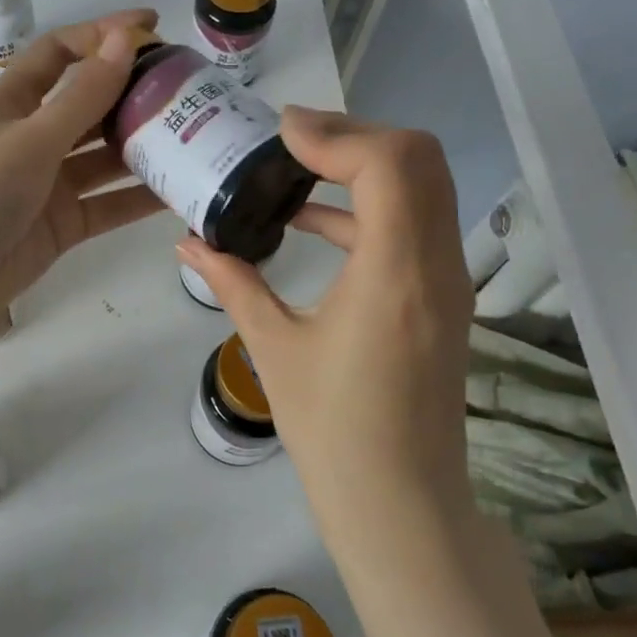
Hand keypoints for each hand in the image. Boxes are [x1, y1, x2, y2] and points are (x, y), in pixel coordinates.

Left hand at [0, 10, 165, 340]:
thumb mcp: (28, 141)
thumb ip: (81, 96)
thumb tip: (124, 38)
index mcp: (12, 104)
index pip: (60, 54)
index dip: (101, 35)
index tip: (152, 26)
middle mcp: (32, 138)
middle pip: (89, 104)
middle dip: (133, 93)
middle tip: (188, 88)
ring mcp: (48, 184)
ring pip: (105, 156)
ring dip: (143, 145)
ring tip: (197, 134)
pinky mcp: (62, 225)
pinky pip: (109, 204)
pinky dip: (140, 198)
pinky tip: (180, 189)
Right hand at [178, 108, 474, 518]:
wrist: (399, 503)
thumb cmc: (331, 430)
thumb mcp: (273, 348)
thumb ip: (232, 282)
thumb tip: (188, 242)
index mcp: (394, 274)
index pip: (389, 164)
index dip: (336, 133)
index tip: (281, 133)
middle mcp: (436, 264)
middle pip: (419, 158)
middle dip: (354, 134)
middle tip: (292, 141)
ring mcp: (449, 280)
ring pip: (425, 184)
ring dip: (365, 164)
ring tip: (297, 169)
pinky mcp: (443, 296)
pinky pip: (416, 223)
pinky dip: (370, 205)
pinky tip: (312, 221)